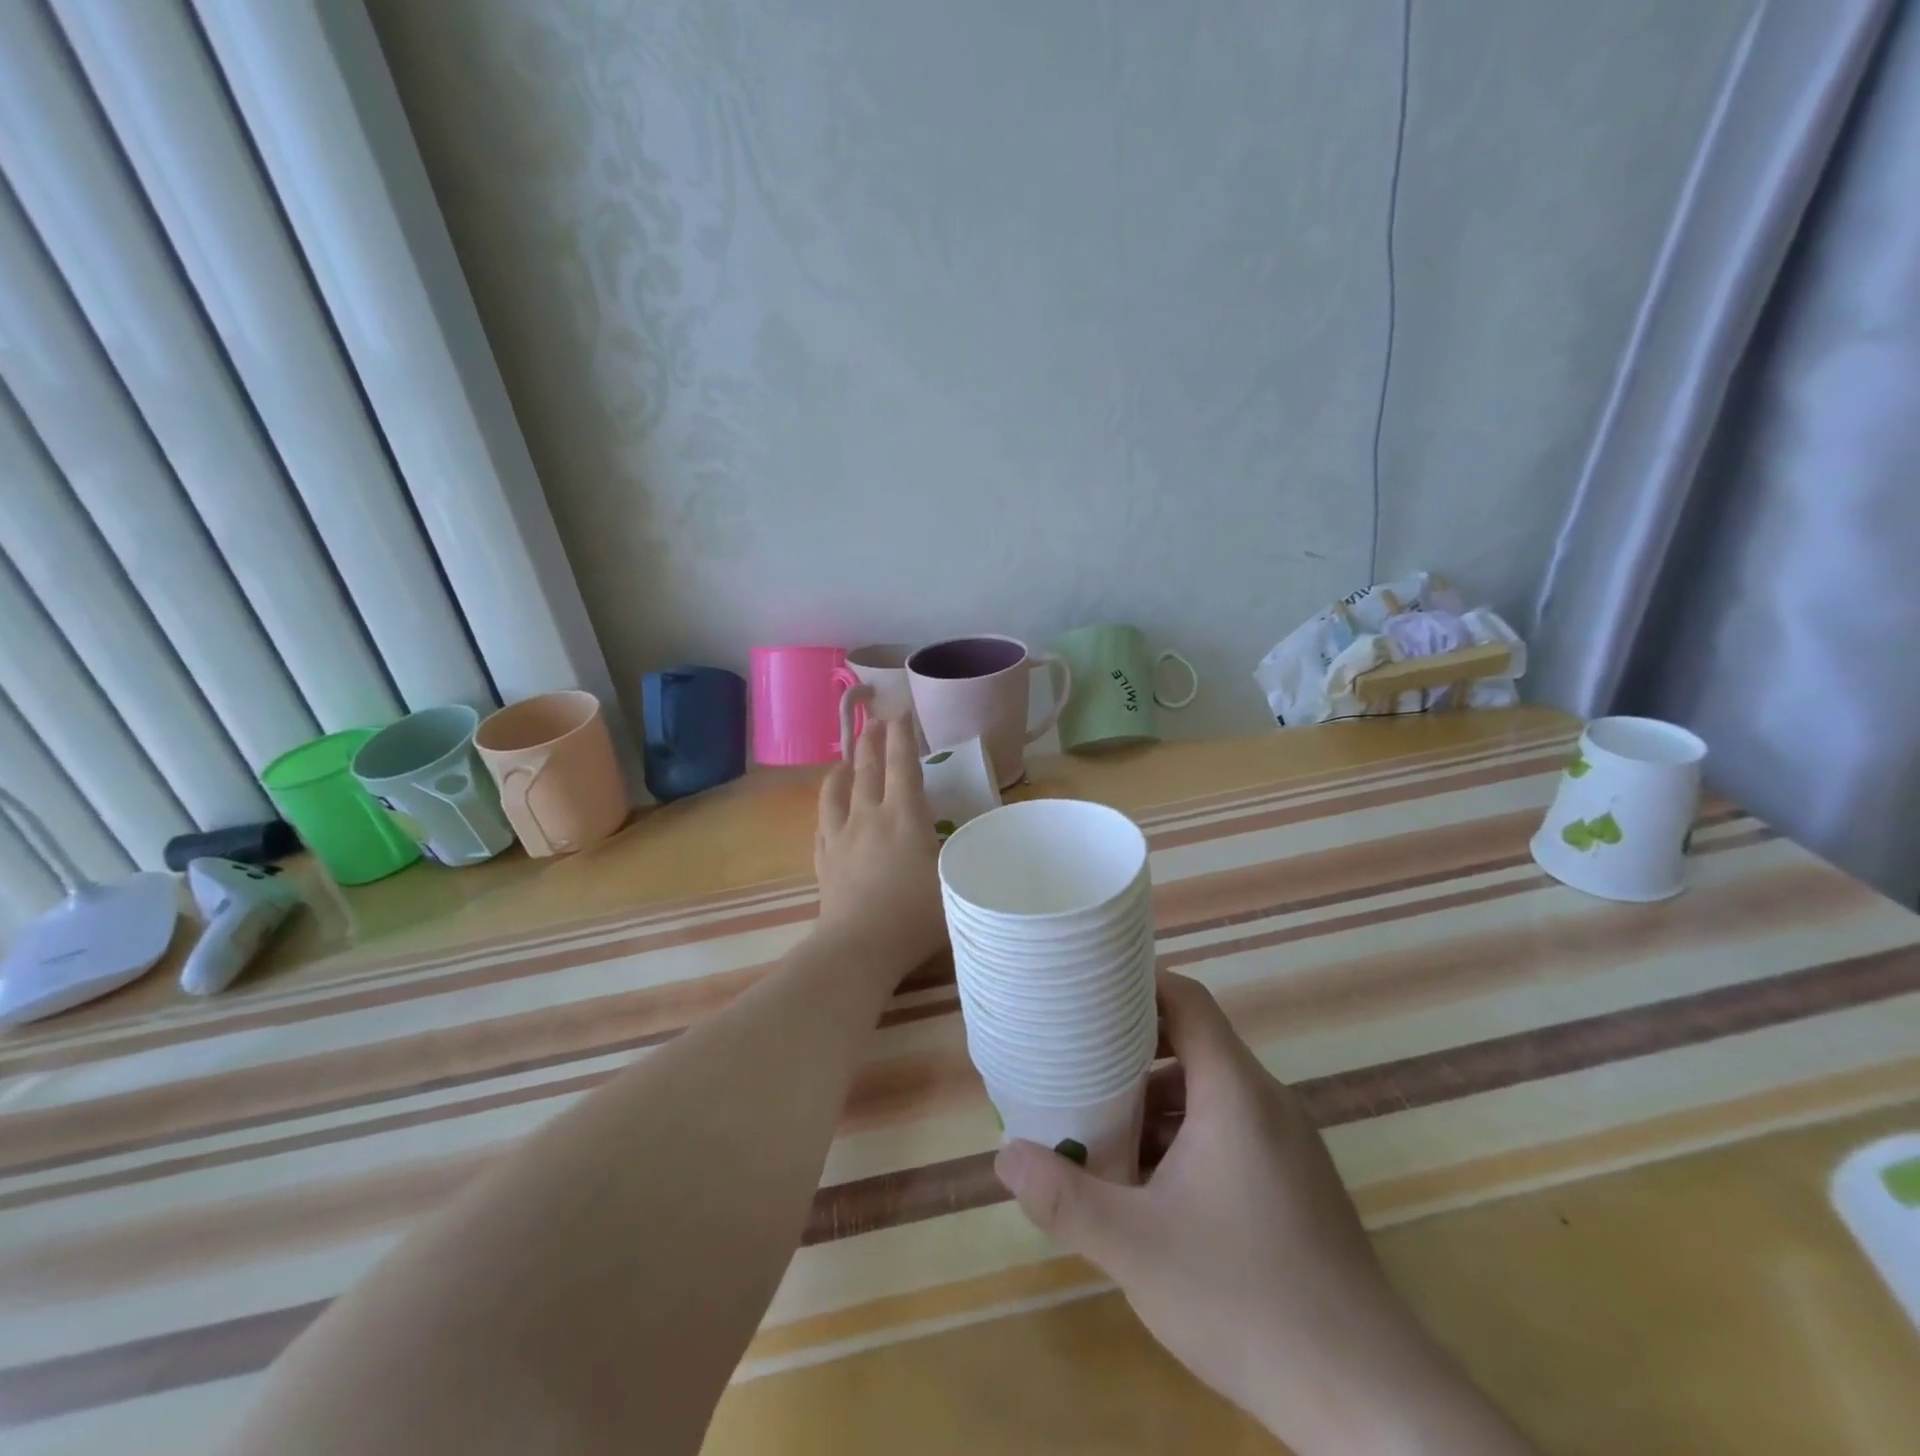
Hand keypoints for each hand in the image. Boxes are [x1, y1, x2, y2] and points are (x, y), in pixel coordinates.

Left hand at [812, 720, 945, 980]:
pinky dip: (827, 806)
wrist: (859, 947)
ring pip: (836, 790)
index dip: (903, 735)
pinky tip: (829, 809)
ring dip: (843, 768)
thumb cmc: (915, 915)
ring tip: (845, 759)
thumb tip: (965, 839)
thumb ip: (958, 854)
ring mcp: (840, 836)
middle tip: (874, 722)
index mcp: (904, 816)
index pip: (902, 763)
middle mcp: (869, 816)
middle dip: (871, 740)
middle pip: (867, 768)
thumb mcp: (952, 881)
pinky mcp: (824, 859)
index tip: (901, 711)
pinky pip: (822, 822)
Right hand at [993, 973, 1534, 1455]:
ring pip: (1209, 1091)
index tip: (1087, 990)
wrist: (1368, 1399)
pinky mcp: (1295, 1183)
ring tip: (1102, 1125)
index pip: (1186, 998)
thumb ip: (1064, 1197)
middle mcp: (1265, 1101)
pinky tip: (1152, 1185)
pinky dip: (1184, 1134)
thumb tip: (1003, 1156)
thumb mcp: (1135, 1247)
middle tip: (1076, 1060)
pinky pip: (1229, 1129)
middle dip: (1131, 1048)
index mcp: (1234, 1090)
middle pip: (1193, 1041)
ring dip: (1154, 1099)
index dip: (1137, 982)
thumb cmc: (1246, 1299)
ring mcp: (1287, 1144)